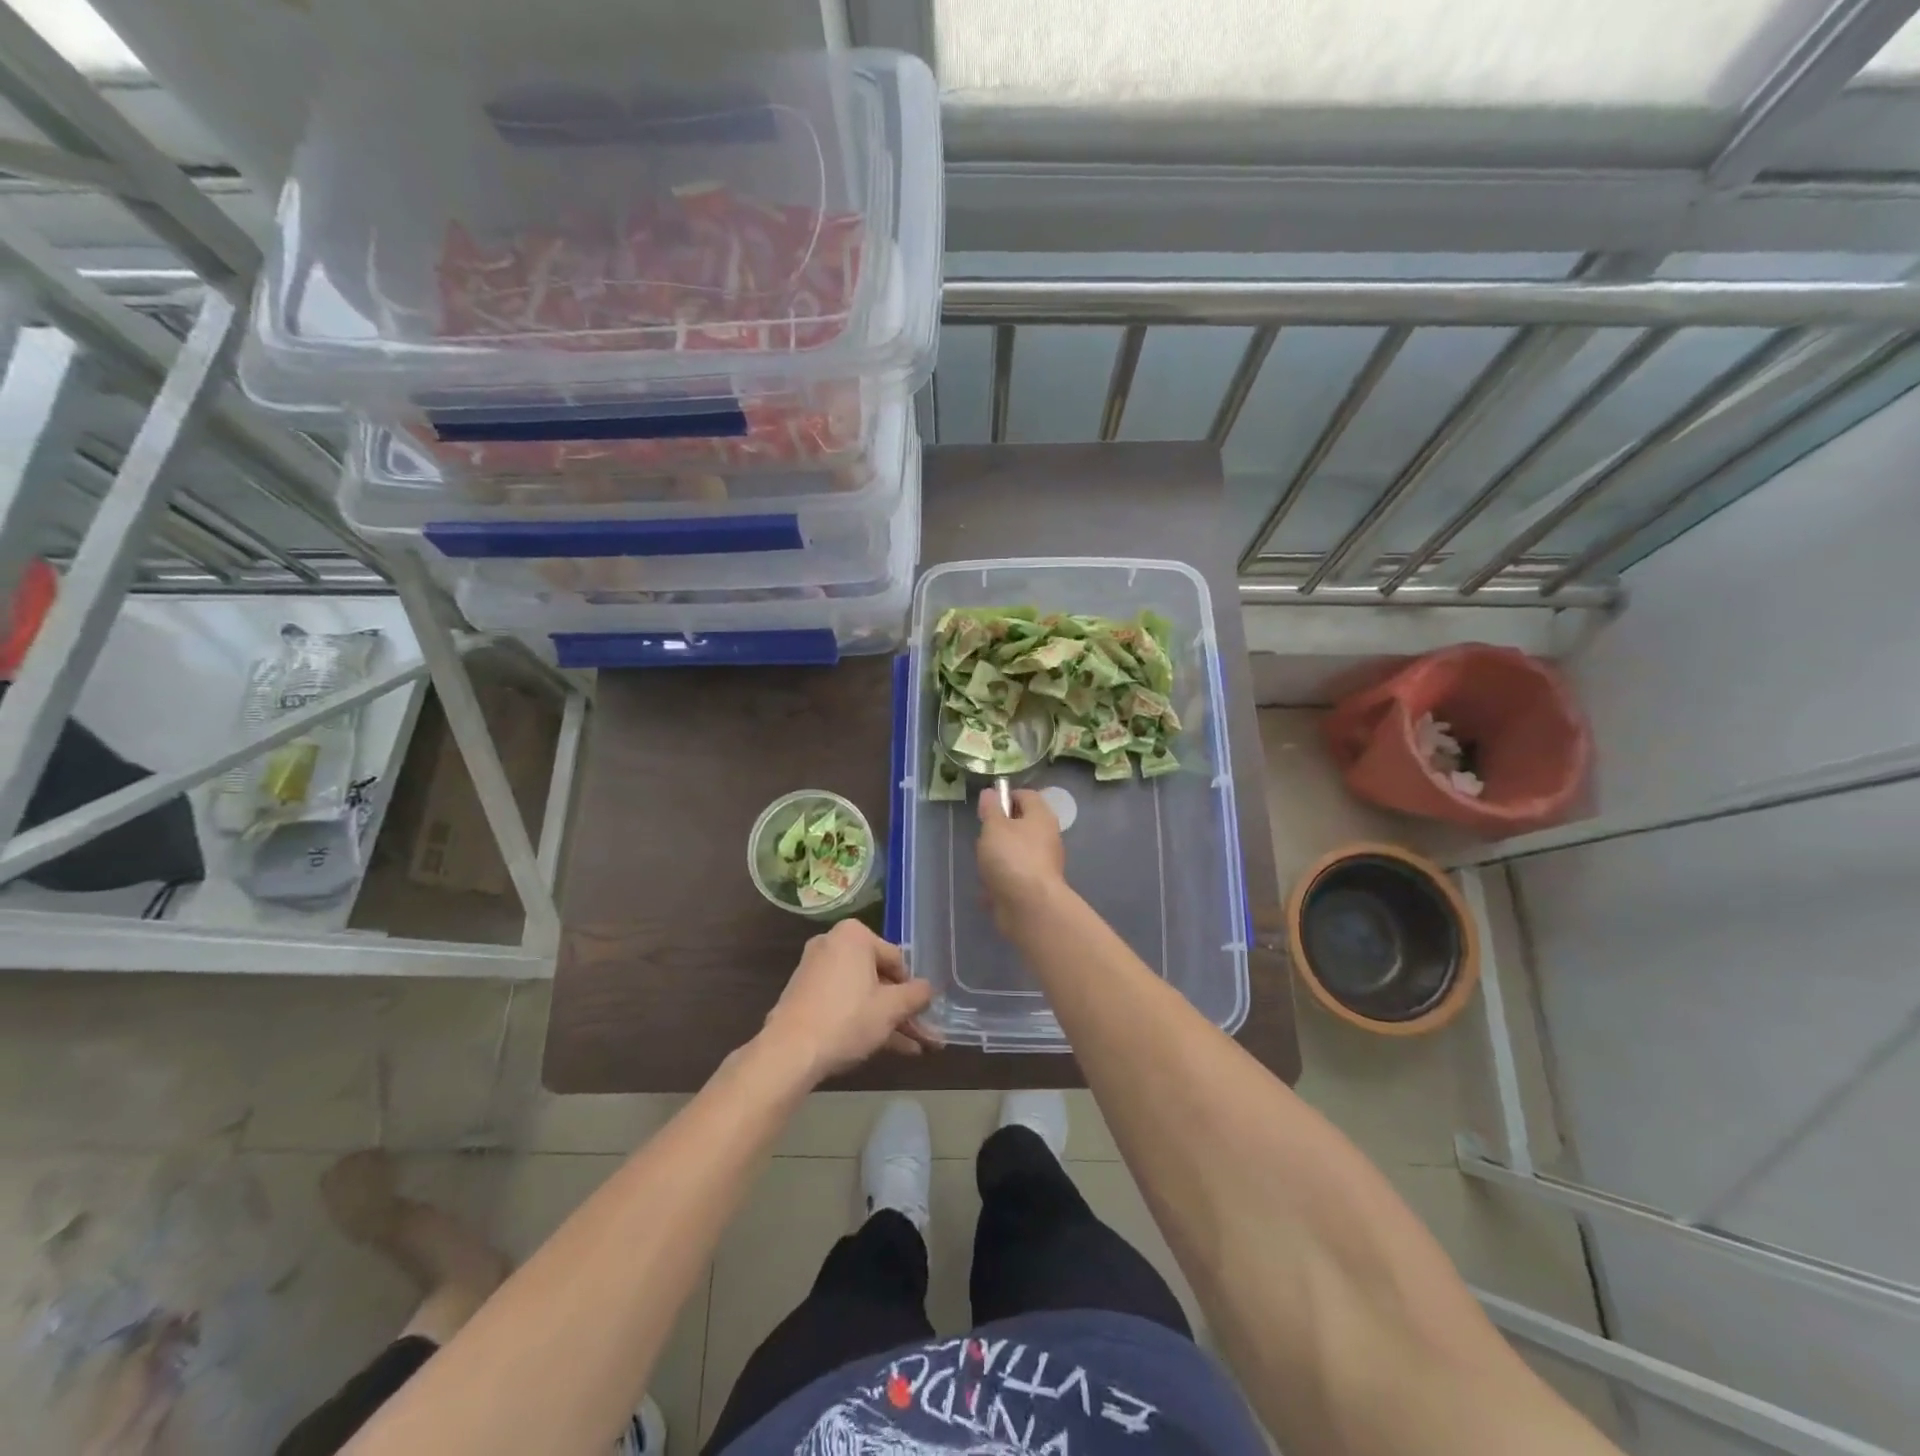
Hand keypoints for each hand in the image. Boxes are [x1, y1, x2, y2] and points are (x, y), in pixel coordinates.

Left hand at [762, 920, 937, 1080]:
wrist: (789, 1052)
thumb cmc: (847, 1018)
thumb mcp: (890, 1008)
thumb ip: (916, 995)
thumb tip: (929, 988)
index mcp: (853, 935)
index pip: (896, 959)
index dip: (912, 988)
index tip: (923, 1012)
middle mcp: (832, 944)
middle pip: (879, 978)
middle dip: (902, 1009)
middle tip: (924, 1034)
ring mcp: (816, 970)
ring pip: (863, 994)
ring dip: (888, 1020)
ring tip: (914, 1049)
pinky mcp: (805, 996)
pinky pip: (844, 1002)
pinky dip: (863, 1020)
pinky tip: (887, 1047)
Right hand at [976, 787, 1066, 930]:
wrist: (1030, 907)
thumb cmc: (1012, 858)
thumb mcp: (994, 827)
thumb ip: (990, 809)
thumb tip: (990, 793)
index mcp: (1041, 816)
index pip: (1026, 795)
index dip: (1005, 797)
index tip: (986, 808)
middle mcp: (1047, 837)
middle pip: (1021, 825)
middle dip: (998, 831)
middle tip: (983, 838)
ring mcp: (1043, 863)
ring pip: (1016, 852)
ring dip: (998, 858)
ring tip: (983, 866)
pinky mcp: (1036, 886)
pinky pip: (1015, 876)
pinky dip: (1002, 880)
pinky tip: (988, 890)